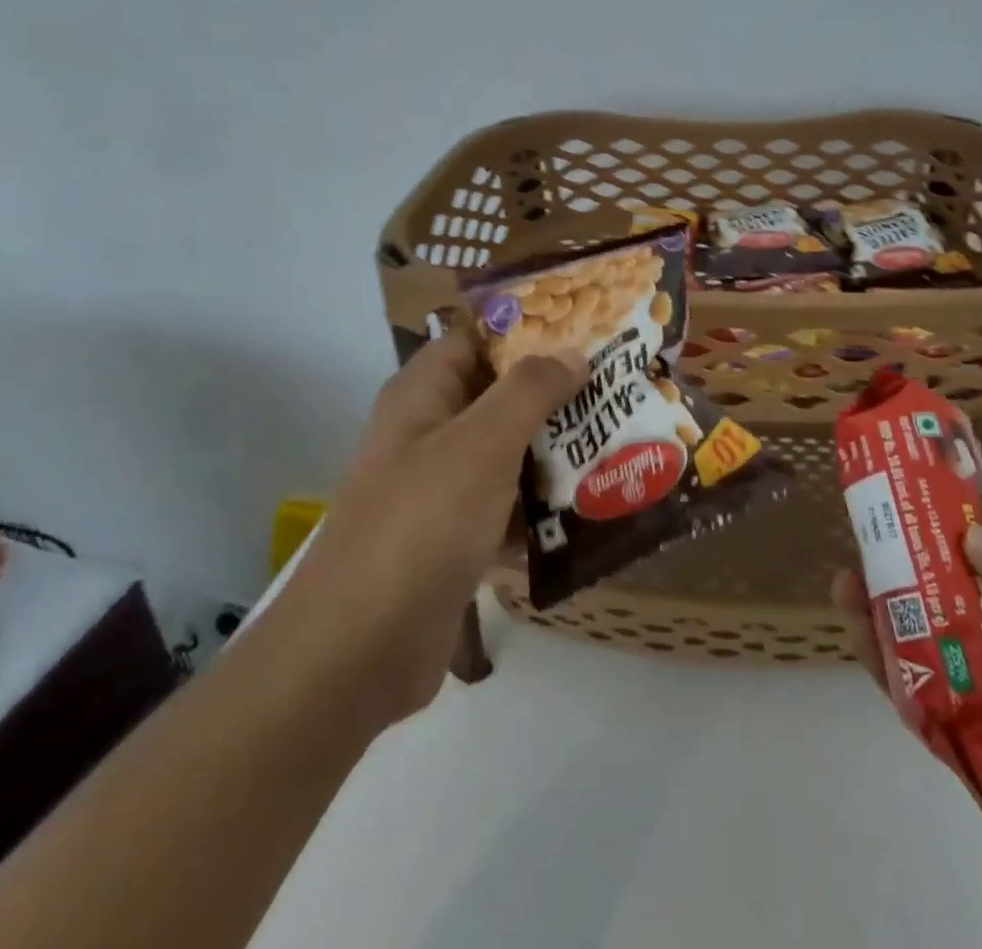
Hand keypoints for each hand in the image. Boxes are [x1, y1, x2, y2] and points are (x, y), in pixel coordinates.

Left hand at [283, 330, 583, 726]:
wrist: (359, 651)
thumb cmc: (421, 524)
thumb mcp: (481, 443)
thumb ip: (529, 390)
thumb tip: (572, 354)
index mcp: (423, 394)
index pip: (479, 338)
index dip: (531, 330)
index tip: (591, 333)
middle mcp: (429, 432)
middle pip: (500, 395)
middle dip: (558, 395)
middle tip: (620, 392)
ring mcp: (441, 488)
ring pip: (509, 453)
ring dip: (557, 451)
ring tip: (622, 444)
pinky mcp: (455, 538)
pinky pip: (508, 506)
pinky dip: (543, 505)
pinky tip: (595, 507)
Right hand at [833, 524, 981, 948]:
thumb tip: (974, 538)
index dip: (962, 516)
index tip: (912, 485)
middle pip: (960, 593)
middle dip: (910, 560)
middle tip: (863, 529)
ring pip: (933, 644)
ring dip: (889, 610)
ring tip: (846, 580)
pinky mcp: (980, 763)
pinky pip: (925, 706)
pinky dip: (890, 671)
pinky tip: (862, 640)